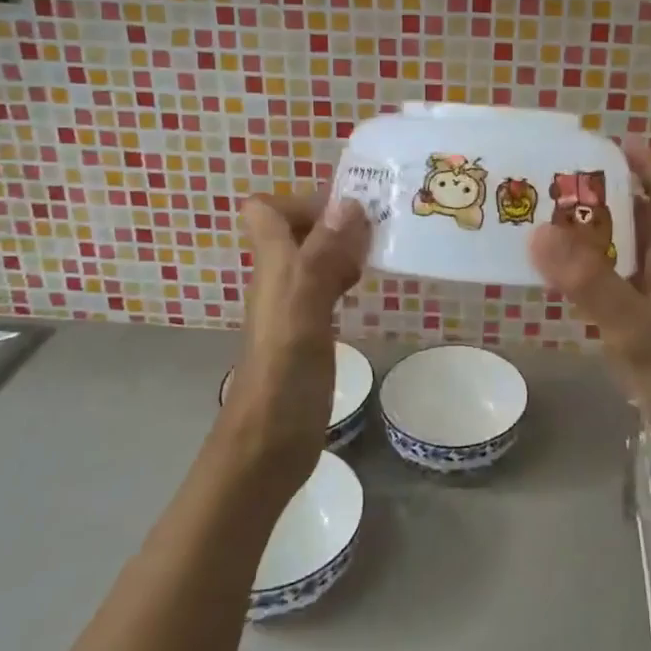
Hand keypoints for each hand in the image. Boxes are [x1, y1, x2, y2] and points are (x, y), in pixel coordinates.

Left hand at [223, 193, 370, 494]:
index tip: (350, 210)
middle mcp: (279, 279)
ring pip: (315, 255)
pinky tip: (370, 285)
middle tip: (382, 226)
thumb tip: (348, 202)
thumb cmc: (283, 379)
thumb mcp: (304, 312)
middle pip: (297, 229)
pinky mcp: (308, 331)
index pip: (265, 210)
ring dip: (346, 244)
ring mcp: (293, 306)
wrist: (266, 449)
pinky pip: (327, 285)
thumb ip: (322, 258)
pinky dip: (348, 275)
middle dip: (337, 217)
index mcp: (273, 267)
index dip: (303, 201)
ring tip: (385, 248)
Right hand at [528, 140, 650, 453]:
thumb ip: (592, 284)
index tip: (613, 142)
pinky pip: (612, 293)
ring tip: (546, 222)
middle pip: (641, 223)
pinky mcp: (645, 339)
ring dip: (593, 238)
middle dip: (605, 198)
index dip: (648, 167)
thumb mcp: (640, 329)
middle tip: (556, 182)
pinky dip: (588, 280)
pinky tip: (559, 284)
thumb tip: (539, 231)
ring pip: (624, 259)